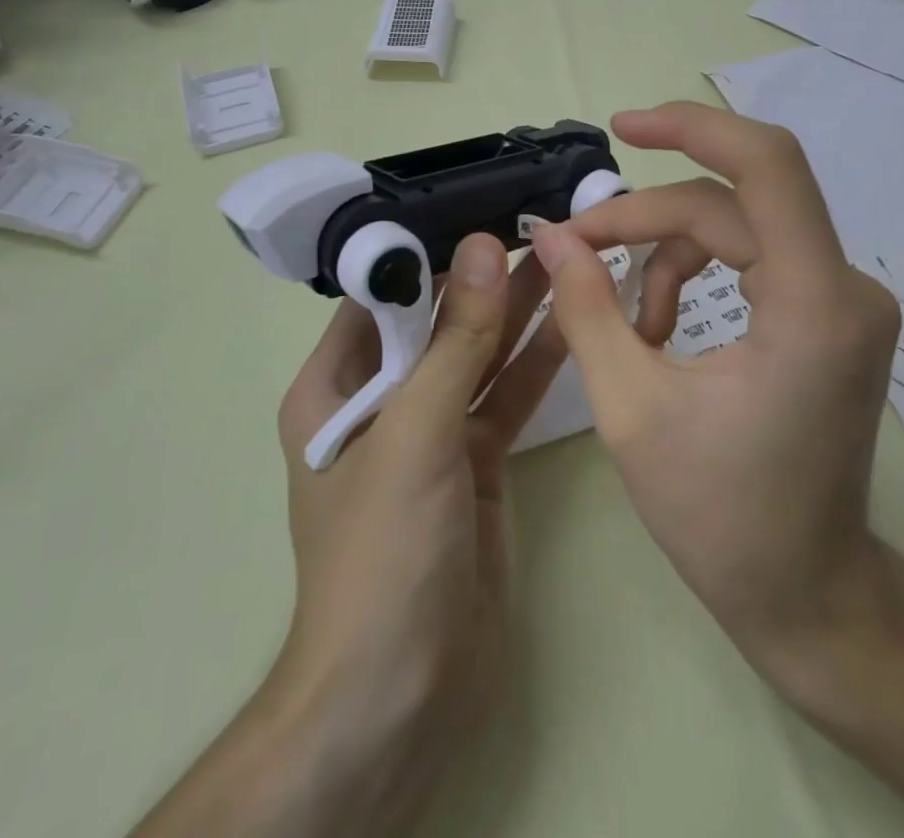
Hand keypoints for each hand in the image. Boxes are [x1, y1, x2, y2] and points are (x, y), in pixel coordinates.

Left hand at [132, 234, 564, 837]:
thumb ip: (455, 338)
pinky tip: (569, 322)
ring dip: (515, 313)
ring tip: (563, 258)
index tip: (484, 208)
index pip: (381, 295)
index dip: (431, 251)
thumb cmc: (383, 551)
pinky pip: (503, 397)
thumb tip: (485, 247)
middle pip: (436, 323)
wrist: (401, 695)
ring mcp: (431, 433)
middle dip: (483, 279)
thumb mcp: (416, 431)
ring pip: (476, 357)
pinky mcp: (474, 463)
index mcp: (334, 387)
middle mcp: (381, 401)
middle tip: (538, 226)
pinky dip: (533, 363)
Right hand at [530, 102, 902, 656]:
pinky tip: (660, 324)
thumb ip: (587, 307)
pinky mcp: (831, 313)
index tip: (621, 127)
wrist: (809, 595)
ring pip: (738, 225)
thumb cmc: (722, 517)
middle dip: (645, 217)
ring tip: (626, 317)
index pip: (766, 165)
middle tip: (576, 247)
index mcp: (814, 305)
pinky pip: (753, 255)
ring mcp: (845, 298)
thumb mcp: (632, 408)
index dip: (692, 127)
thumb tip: (552, 235)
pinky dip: (696, 271)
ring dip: (668, 251)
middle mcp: (845, 286)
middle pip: (730, 203)